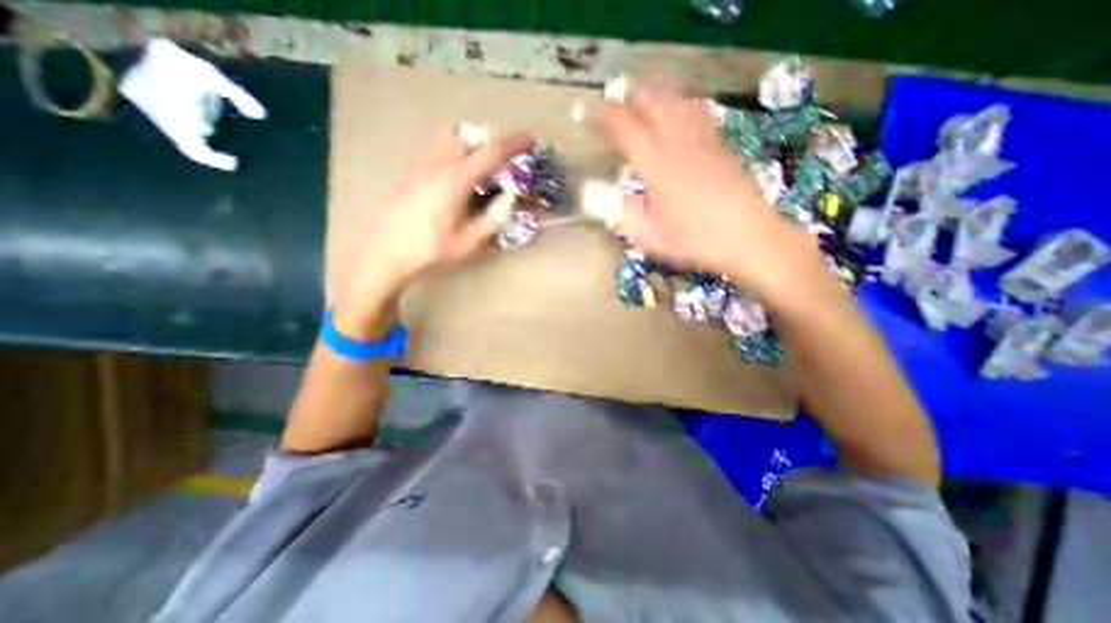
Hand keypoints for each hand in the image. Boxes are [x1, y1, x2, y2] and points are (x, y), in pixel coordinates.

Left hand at [333, 124, 532, 335]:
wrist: (385, 254)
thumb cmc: (430, 251)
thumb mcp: (469, 242)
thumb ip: (493, 218)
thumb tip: (508, 199)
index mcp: (455, 180)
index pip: (492, 152)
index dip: (515, 144)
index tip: (531, 141)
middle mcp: (437, 163)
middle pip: (468, 134)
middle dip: (491, 142)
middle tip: (501, 164)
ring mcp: (420, 164)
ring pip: (448, 134)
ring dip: (469, 142)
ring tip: (478, 167)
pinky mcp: (409, 170)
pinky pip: (434, 145)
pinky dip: (452, 149)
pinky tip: (454, 176)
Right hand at [589, 79, 822, 299]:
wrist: (748, 237)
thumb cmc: (696, 241)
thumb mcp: (650, 238)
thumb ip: (627, 216)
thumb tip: (615, 200)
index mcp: (657, 166)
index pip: (623, 128)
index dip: (601, 115)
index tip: (583, 110)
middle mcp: (679, 143)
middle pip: (652, 102)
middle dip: (628, 95)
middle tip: (611, 97)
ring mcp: (703, 140)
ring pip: (677, 101)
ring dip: (654, 92)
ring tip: (640, 93)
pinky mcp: (720, 145)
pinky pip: (698, 112)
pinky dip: (681, 103)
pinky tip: (678, 107)